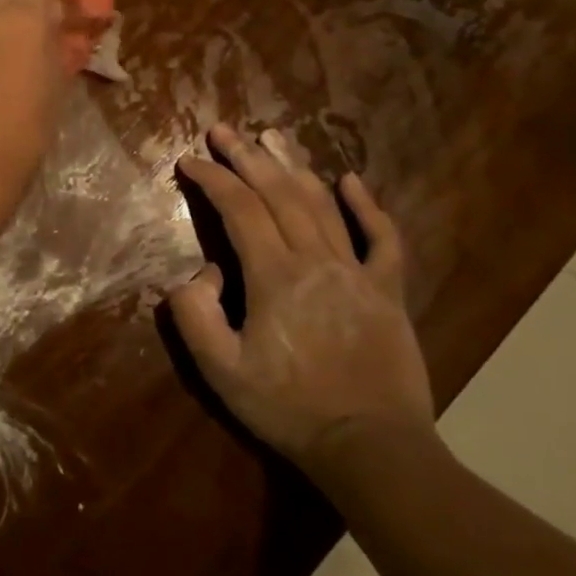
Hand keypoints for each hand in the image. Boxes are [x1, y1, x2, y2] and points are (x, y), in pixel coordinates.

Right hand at [169, 125, 432, 472]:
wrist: (370, 446)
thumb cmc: (288, 408)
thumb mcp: (220, 370)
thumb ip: (195, 314)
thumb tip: (204, 272)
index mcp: (274, 276)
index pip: (238, 209)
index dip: (212, 179)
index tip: (188, 160)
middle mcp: (316, 260)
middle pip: (278, 194)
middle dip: (246, 158)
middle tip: (223, 129)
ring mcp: (358, 272)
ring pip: (322, 205)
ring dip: (293, 167)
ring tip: (272, 137)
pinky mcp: (387, 291)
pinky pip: (382, 239)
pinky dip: (367, 207)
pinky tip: (350, 181)